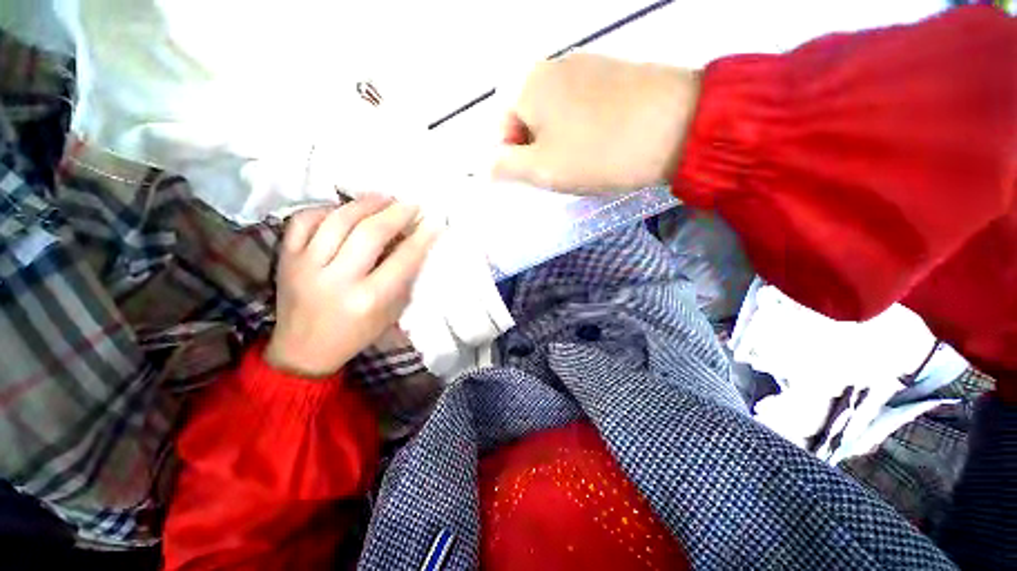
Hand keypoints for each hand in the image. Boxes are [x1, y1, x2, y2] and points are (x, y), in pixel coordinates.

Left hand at [265, 196, 440, 376]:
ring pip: (338, 220)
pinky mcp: (285, 258)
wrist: (304, 350)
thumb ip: (403, 278)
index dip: (422, 237)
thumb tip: (413, 242)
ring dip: (365, 204)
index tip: (434, 221)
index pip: (403, 259)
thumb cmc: (356, 334)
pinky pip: (304, 220)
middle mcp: (336, 280)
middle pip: (370, 233)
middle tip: (411, 204)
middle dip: (396, 213)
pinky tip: (344, 210)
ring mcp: (305, 266)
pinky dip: (327, 209)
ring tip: (383, 198)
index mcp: (368, 299)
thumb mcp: (391, 312)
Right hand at [493, 53, 699, 192]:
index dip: (511, 158)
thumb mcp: (542, 169)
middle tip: (558, 174)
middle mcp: (552, 66)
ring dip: (559, 143)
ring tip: (583, 162)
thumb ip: (505, 167)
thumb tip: (485, 167)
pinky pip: (582, 107)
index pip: (501, 128)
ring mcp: (587, 66)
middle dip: (536, 151)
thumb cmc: (598, 152)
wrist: (678, 126)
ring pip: (555, 115)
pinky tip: (602, 145)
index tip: (534, 178)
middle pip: (528, 119)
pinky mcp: (613, 75)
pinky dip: (582, 130)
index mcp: (528, 85)